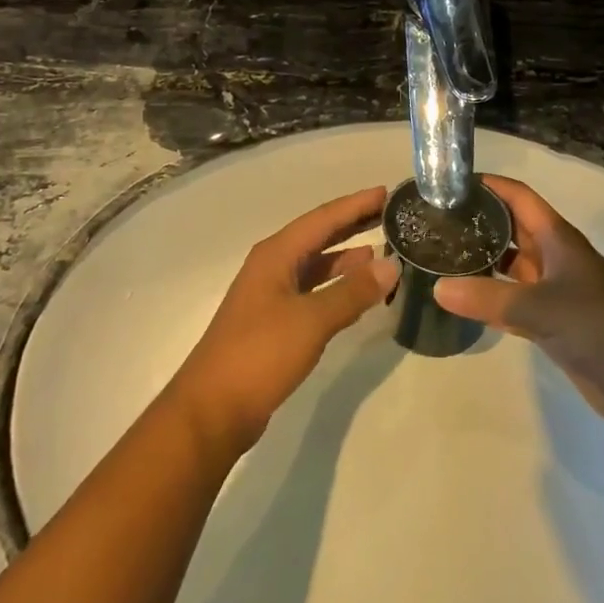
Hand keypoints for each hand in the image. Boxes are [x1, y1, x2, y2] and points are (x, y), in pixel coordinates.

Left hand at [167, 186, 398, 452]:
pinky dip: (337, 286)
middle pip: (319, 236)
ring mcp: (271, 295)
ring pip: (316, 265)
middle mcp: (272, 266)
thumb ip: (352, 292)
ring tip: (383, 253)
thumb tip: (391, 264)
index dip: (355, 204)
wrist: (212, 411)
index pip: (323, 218)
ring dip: (347, 258)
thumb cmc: (259, 354)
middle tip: (391, 215)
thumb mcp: (311, 320)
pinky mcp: (274, 322)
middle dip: (353, 224)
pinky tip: (359, 293)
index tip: (387, 192)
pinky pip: (313, 291)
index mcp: (276, 254)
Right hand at [433, 175, 603, 421]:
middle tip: (436, 221)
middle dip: (480, 221)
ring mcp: (554, 289)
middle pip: (513, 228)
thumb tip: (437, 287)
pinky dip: (490, 299)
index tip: (451, 183)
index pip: (519, 197)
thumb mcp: (538, 307)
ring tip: (442, 257)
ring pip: (512, 265)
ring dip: (483, 261)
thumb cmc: (594, 325)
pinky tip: (461, 301)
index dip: (490, 185)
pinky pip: (514, 300)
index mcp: (557, 238)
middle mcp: (555, 256)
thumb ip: (487, 297)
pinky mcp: (553, 320)